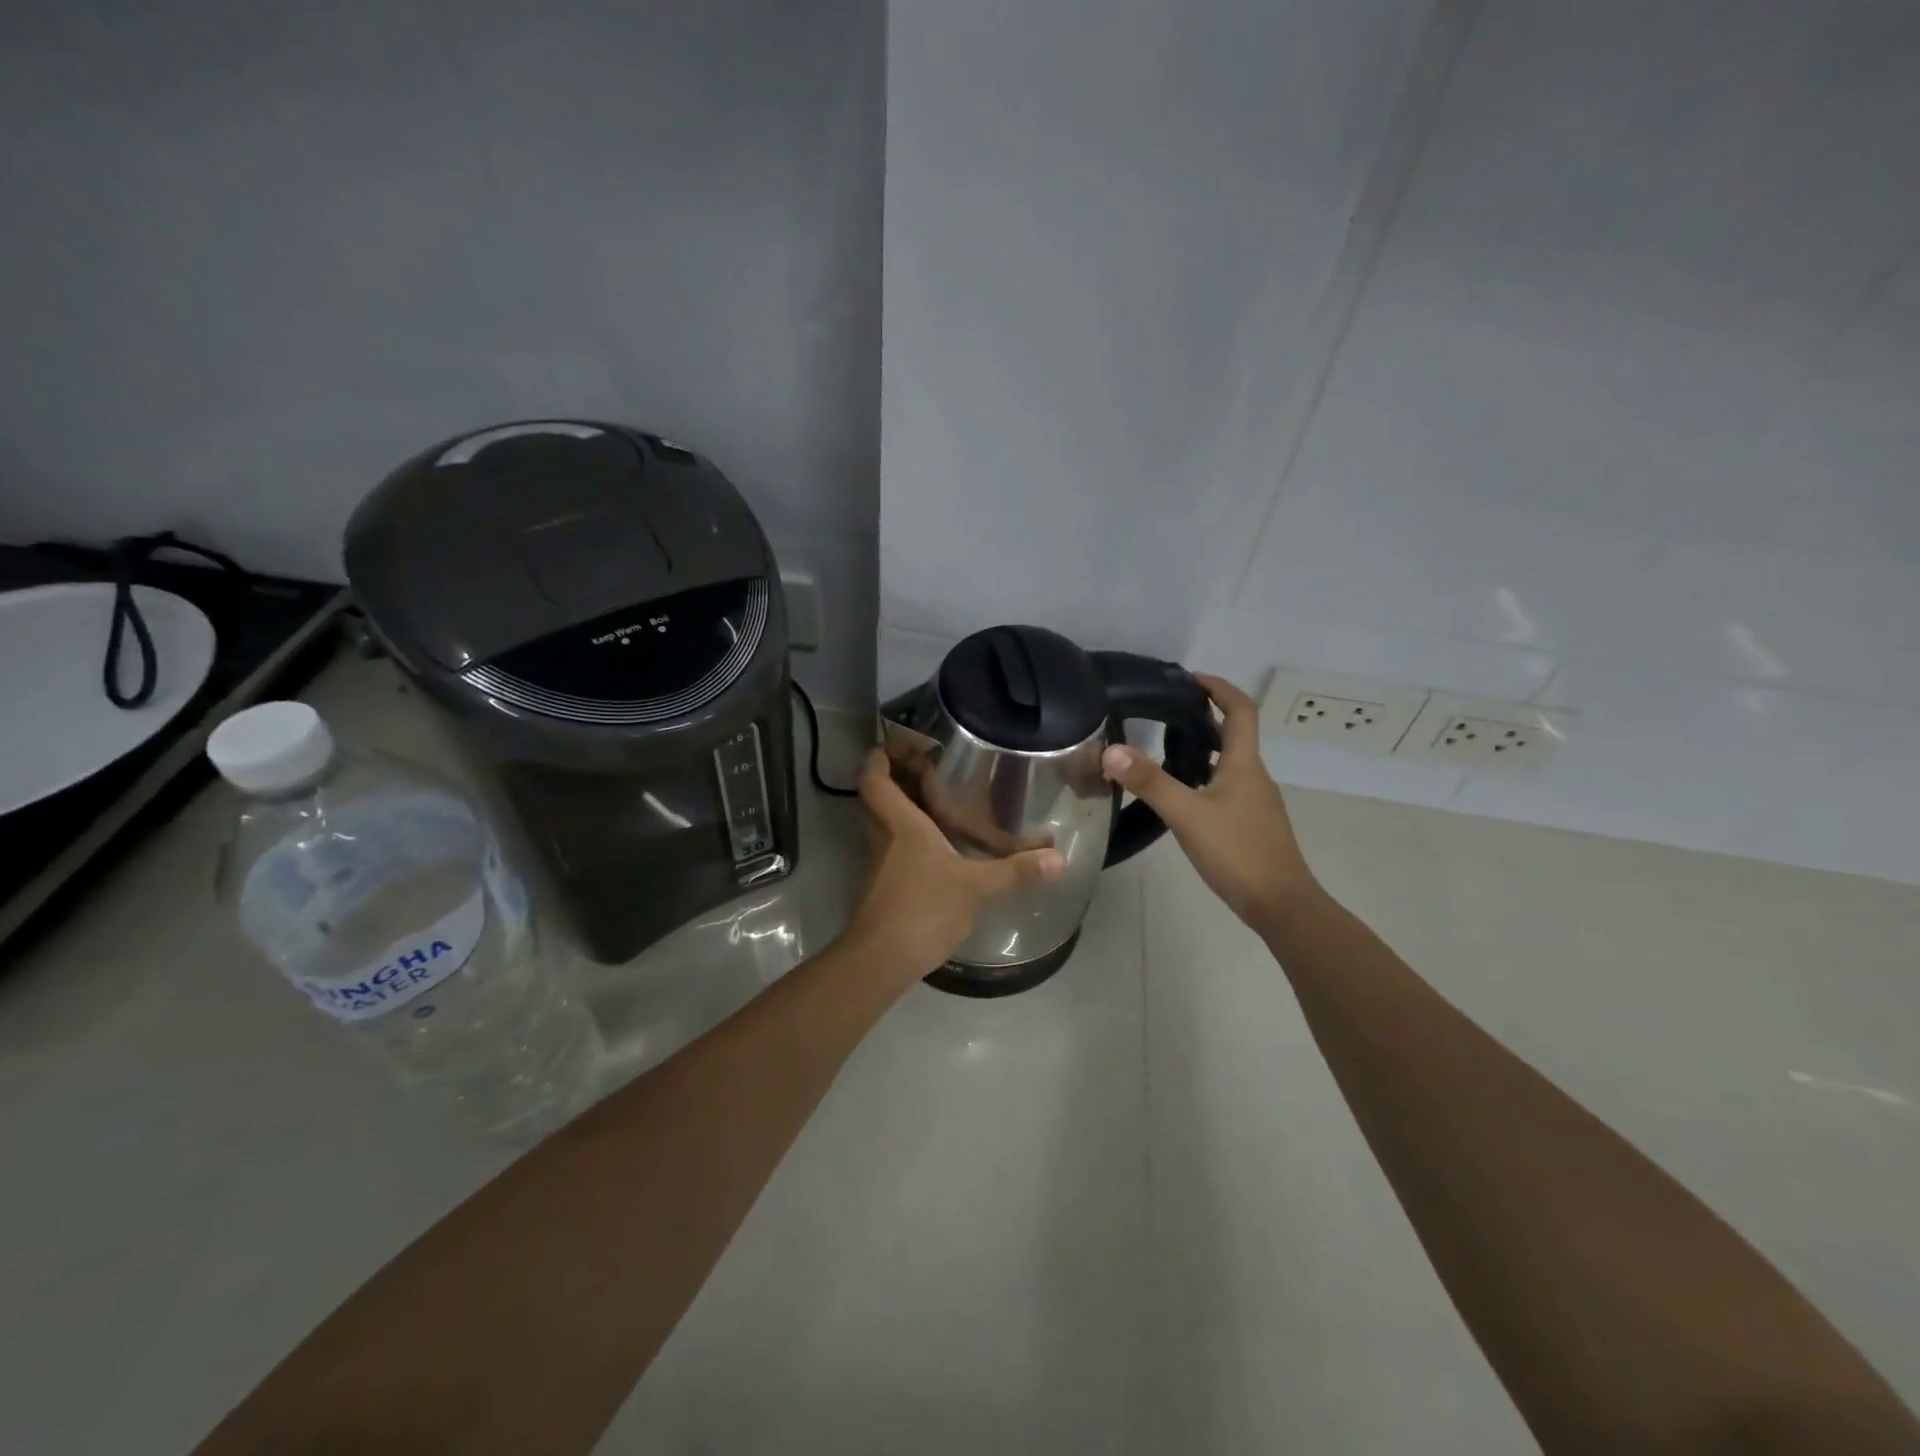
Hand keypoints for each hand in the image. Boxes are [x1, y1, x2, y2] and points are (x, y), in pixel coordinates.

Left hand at [841, 750, 1065, 979]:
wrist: (882, 959)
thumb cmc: (925, 908)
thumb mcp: (977, 887)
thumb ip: (1016, 871)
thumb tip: (1059, 858)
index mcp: (900, 823)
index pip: (875, 778)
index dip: (880, 756)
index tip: (898, 743)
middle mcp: (881, 835)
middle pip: (872, 796)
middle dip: (890, 777)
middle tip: (921, 769)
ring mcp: (875, 862)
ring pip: (877, 822)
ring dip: (896, 807)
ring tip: (931, 801)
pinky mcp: (877, 884)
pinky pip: (886, 847)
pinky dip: (902, 837)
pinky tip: (932, 847)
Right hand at [1100, 673, 1315, 934]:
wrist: (1281, 905)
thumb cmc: (1239, 853)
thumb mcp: (1187, 815)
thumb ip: (1150, 782)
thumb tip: (1111, 750)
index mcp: (1243, 764)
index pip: (1240, 710)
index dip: (1219, 688)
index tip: (1190, 679)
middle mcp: (1253, 776)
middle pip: (1234, 734)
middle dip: (1204, 717)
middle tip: (1165, 713)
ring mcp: (1255, 802)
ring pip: (1228, 763)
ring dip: (1202, 748)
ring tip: (1163, 749)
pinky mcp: (1251, 824)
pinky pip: (1226, 788)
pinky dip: (1204, 778)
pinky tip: (1181, 797)